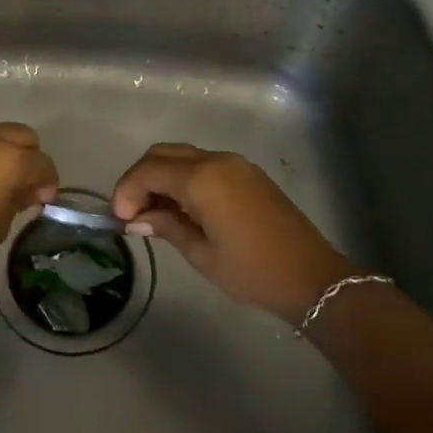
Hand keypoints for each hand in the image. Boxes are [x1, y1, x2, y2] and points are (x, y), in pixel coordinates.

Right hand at [110, 143, 357, 320]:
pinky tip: (182, 208)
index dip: (126, 191)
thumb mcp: (201, 255)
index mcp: (202, 180)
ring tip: (155, 214)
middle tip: (132, 213)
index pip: (148, 171)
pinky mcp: (247, 173)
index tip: (120, 220)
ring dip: (161, 177)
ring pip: (182, 156)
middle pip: (162, 154)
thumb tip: (136, 220)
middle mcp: (216, 161)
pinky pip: (203, 164)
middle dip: (140, 179)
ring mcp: (235, 164)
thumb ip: (166, 227)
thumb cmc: (252, 271)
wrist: (312, 277)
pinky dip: (183, 178)